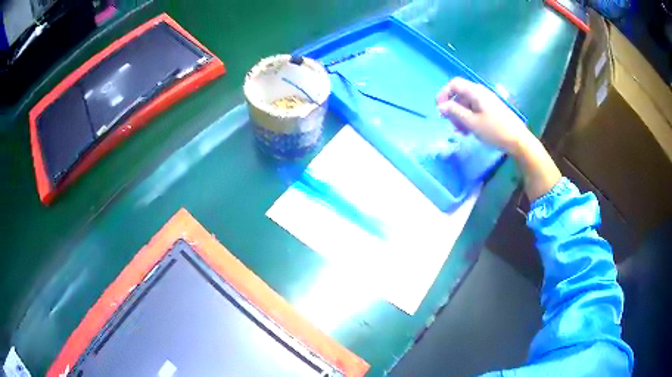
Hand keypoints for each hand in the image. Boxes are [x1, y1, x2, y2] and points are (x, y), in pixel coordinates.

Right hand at [436, 77, 532, 156]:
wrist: (518, 140)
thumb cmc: (495, 130)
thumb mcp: (472, 122)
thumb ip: (455, 112)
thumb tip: (441, 107)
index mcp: (476, 92)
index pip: (454, 84)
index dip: (444, 94)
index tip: (439, 110)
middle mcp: (481, 93)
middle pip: (460, 94)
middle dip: (452, 108)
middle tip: (451, 124)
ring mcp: (488, 101)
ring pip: (467, 103)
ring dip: (460, 115)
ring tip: (461, 131)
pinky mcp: (492, 110)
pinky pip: (475, 109)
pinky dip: (469, 118)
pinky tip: (470, 131)